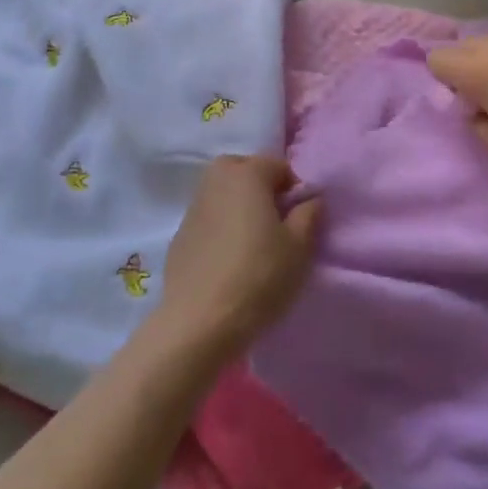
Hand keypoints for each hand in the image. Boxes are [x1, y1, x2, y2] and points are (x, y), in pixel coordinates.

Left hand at [157, 155, 321, 358]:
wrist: (199, 323)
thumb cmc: (259, 277)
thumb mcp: (300, 246)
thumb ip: (309, 213)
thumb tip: (309, 198)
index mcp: (246, 174)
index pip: (278, 165)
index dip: (294, 189)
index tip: (300, 219)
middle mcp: (215, 181)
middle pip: (244, 171)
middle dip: (262, 189)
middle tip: (276, 225)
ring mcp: (192, 208)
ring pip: (223, 194)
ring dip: (239, 207)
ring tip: (253, 243)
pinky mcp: (178, 236)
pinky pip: (208, 219)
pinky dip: (221, 228)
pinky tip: (228, 260)